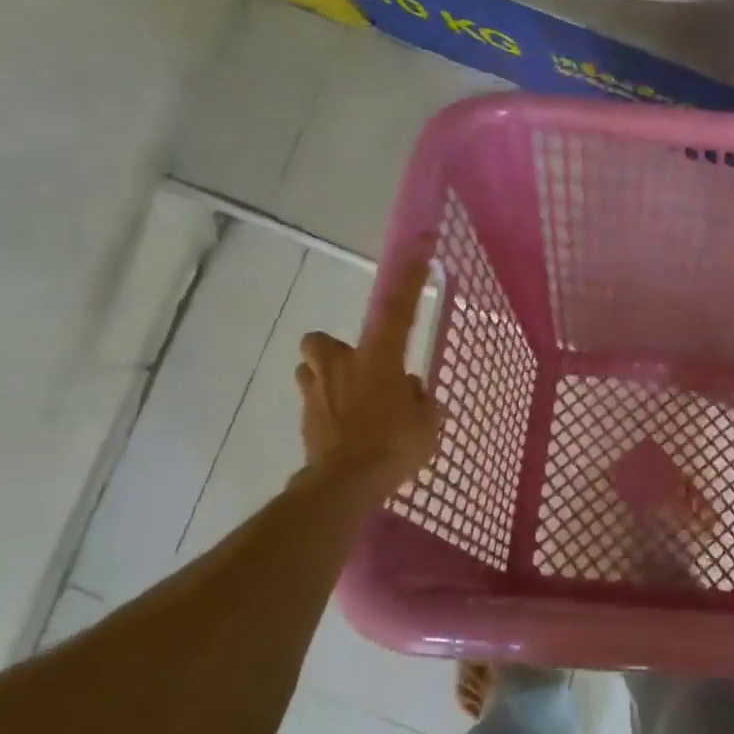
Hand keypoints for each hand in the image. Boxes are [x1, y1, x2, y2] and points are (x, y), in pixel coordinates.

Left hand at [293, 255, 441, 495]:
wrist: (346, 482)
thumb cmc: (395, 445)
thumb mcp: (428, 422)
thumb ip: (419, 399)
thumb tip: (409, 391)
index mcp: (379, 358)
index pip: (398, 310)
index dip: (410, 280)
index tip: (419, 251)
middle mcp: (342, 366)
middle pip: (320, 341)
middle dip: (333, 350)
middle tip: (357, 369)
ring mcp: (317, 392)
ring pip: (310, 371)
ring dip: (325, 379)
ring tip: (349, 402)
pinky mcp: (305, 419)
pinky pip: (313, 404)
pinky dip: (326, 410)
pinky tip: (344, 431)